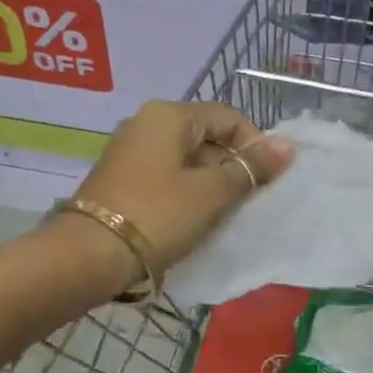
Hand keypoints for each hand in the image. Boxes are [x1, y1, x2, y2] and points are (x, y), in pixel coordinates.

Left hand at [73, 100, 292, 282]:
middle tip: (249, 202)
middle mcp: (146, 124)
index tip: (268, 180)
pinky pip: (166, 177)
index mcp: (168, 115)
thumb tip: (286, 146)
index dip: (254, 145)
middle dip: (232, 166)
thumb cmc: (157, 215)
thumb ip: (250, 168)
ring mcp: (129, 152)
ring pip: (186, 160)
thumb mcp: (211, 193)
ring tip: (224, 216)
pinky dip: (186, 194)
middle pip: (206, 136)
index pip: (227, 117)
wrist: (86, 257)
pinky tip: (194, 221)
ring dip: (211, 184)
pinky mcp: (120, 180)